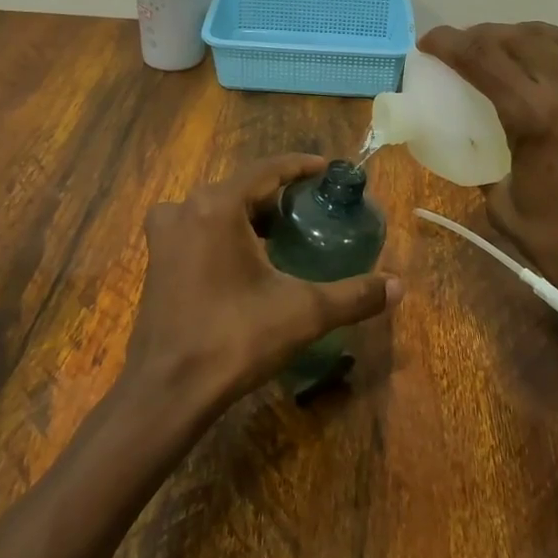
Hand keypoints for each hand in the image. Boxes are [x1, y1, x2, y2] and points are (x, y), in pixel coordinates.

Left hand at [125, 155, 400, 410]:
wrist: (168, 390)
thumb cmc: (235, 339)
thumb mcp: (303, 313)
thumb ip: (354, 295)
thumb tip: (399, 286)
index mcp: (217, 205)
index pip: (267, 169)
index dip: (300, 166)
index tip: (327, 169)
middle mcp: (186, 208)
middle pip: (241, 186)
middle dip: (277, 193)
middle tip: (312, 206)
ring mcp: (166, 234)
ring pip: (218, 207)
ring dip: (250, 213)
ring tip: (284, 229)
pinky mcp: (157, 259)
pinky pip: (198, 228)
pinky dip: (225, 230)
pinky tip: (247, 257)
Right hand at [418, 20, 557, 345]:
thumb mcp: (504, 207)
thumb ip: (490, 163)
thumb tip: (488, 145)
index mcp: (537, 117)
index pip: (482, 58)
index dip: (449, 43)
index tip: (430, 41)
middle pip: (521, 38)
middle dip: (485, 35)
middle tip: (469, 46)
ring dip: (531, 34)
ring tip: (515, 44)